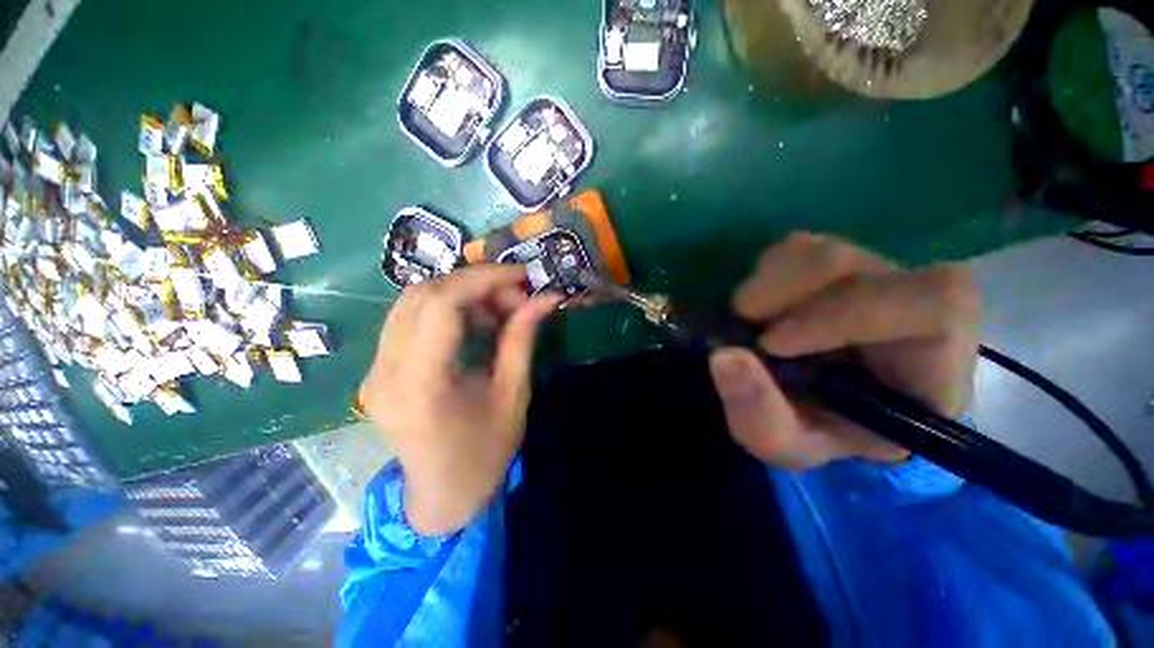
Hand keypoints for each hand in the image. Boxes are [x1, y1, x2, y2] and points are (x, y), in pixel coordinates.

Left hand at [359, 265, 559, 535]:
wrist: (443, 495)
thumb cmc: (485, 455)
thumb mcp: (513, 396)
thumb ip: (523, 339)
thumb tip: (546, 298)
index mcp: (420, 384)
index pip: (440, 304)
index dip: (483, 279)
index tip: (522, 275)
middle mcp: (385, 370)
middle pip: (423, 294)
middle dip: (477, 284)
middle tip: (516, 296)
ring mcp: (375, 368)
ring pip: (414, 300)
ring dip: (462, 294)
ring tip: (499, 309)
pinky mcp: (380, 367)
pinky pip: (411, 318)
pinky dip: (448, 308)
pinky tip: (475, 322)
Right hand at [708, 233, 980, 468]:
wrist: (818, 407)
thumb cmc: (817, 431)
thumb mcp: (785, 443)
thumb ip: (758, 414)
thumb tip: (723, 356)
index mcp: (933, 362)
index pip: (933, 306)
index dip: (847, 314)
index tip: (771, 344)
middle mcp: (910, 305)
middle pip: (862, 266)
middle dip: (788, 293)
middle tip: (745, 323)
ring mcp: (872, 274)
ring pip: (821, 251)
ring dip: (768, 285)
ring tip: (747, 320)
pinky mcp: (834, 262)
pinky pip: (795, 248)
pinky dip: (762, 274)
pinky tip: (758, 307)